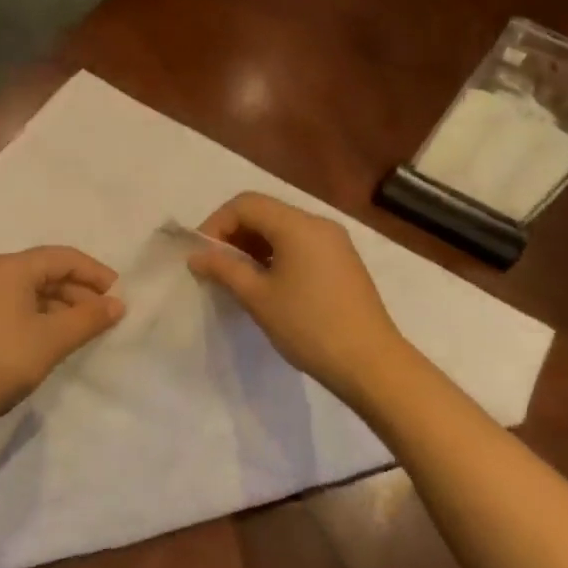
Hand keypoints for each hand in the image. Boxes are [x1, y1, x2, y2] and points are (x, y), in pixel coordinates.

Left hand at [0, 246, 125, 422]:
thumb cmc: (3, 360)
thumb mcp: (53, 339)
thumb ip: (89, 318)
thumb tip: (117, 304)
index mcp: (9, 267)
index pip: (61, 258)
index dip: (94, 273)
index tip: (118, 294)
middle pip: (44, 271)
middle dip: (78, 291)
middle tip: (105, 315)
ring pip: (29, 290)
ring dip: (60, 305)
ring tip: (84, 329)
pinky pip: (14, 305)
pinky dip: (39, 315)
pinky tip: (54, 337)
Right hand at [187, 192, 408, 400]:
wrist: (370, 363)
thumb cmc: (308, 326)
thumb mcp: (258, 297)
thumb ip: (224, 269)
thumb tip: (196, 256)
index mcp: (298, 225)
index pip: (245, 204)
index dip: (216, 224)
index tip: (202, 256)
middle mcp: (318, 224)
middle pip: (265, 212)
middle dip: (233, 234)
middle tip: (215, 268)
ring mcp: (335, 242)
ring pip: (282, 229)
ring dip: (254, 246)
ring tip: (237, 279)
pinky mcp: (343, 262)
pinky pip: (300, 245)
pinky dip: (276, 255)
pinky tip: (266, 284)